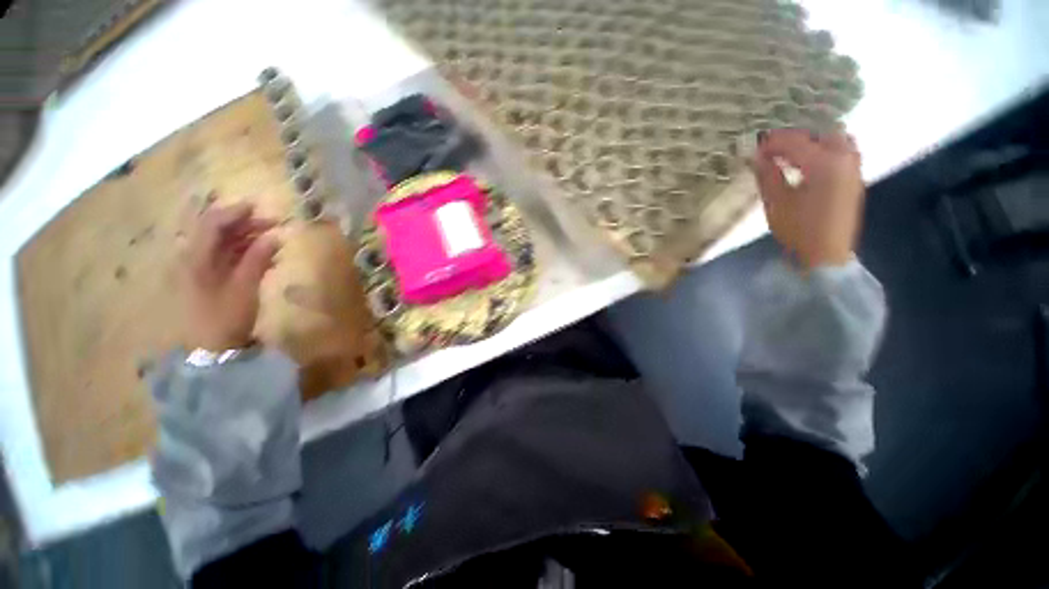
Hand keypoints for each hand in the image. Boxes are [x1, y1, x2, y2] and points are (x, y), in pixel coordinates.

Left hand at [182, 202, 278, 350]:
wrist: (210, 349)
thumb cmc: (225, 317)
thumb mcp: (244, 288)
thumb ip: (257, 259)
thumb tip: (274, 236)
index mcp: (196, 258)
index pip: (212, 223)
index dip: (235, 211)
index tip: (261, 207)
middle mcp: (194, 258)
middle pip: (217, 231)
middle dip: (246, 224)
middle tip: (275, 224)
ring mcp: (201, 269)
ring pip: (224, 244)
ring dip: (249, 238)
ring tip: (275, 241)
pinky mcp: (210, 280)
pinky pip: (228, 258)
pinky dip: (247, 254)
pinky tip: (267, 258)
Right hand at [751, 128, 864, 268]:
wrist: (826, 254)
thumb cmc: (798, 230)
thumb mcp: (776, 202)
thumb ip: (768, 175)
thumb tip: (758, 158)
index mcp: (823, 164)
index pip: (795, 142)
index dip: (772, 142)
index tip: (754, 148)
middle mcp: (843, 158)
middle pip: (819, 133)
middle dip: (794, 137)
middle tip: (773, 148)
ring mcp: (853, 167)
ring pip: (835, 138)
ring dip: (812, 141)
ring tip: (790, 153)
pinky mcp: (854, 177)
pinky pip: (842, 150)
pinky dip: (824, 148)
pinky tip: (807, 162)